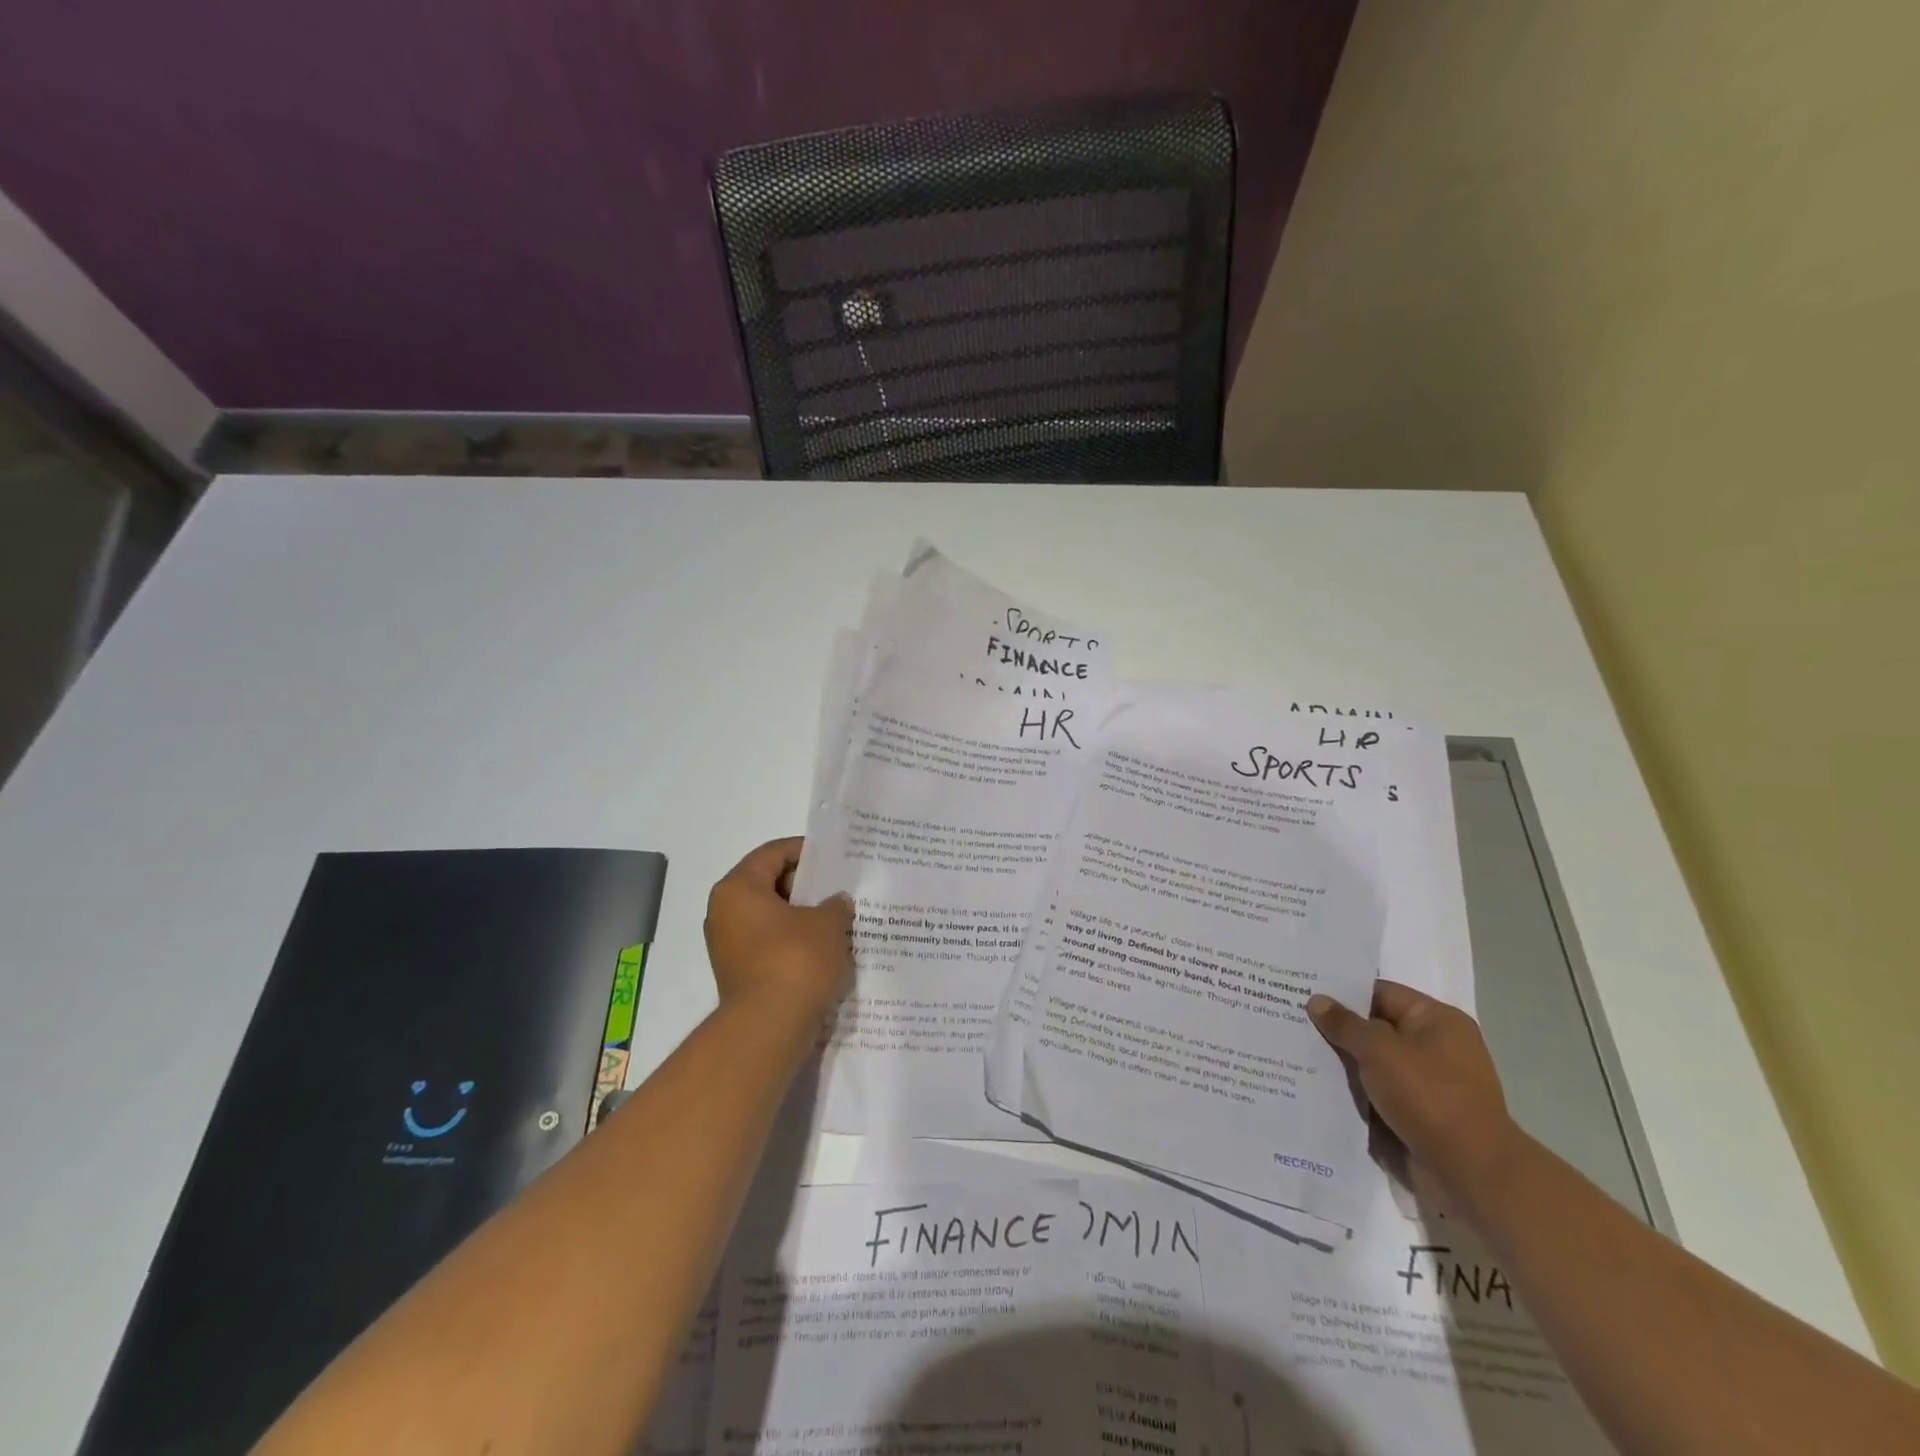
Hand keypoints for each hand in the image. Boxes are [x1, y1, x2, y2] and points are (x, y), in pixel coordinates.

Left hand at [704, 837, 854, 1020]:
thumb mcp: (828, 923)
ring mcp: (729, 946)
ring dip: (802, 916)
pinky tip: (825, 947)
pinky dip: (794, 941)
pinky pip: (770, 944)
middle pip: (769, 884)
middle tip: (840, 887)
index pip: (773, 853)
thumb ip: (835, 905)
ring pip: (771, 917)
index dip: (806, 850)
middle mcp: (724, 912)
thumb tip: (836, 903)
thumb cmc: (796, 960)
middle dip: (806, 885)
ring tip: (838, 918)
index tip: (835, 857)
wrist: (769, 1028)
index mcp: (738, 888)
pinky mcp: (739, 973)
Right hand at [1308, 980, 1524, 1214]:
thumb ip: (1344, 1024)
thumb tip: (1316, 1000)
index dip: (1341, 992)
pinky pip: (1377, 1093)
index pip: (1380, 993)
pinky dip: (1353, 1092)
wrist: (1471, 1174)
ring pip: (1372, 1064)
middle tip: (1290, 1020)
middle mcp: (1435, 1047)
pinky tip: (1315, 1087)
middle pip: (1374, 1028)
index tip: (1302, 991)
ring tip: (1295, 1053)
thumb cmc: (1429, 1097)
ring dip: (1341, 1063)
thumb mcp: (1379, 1050)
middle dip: (1337, 1029)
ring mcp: (1428, 1083)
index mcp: (1436, 1020)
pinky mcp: (1418, 1114)